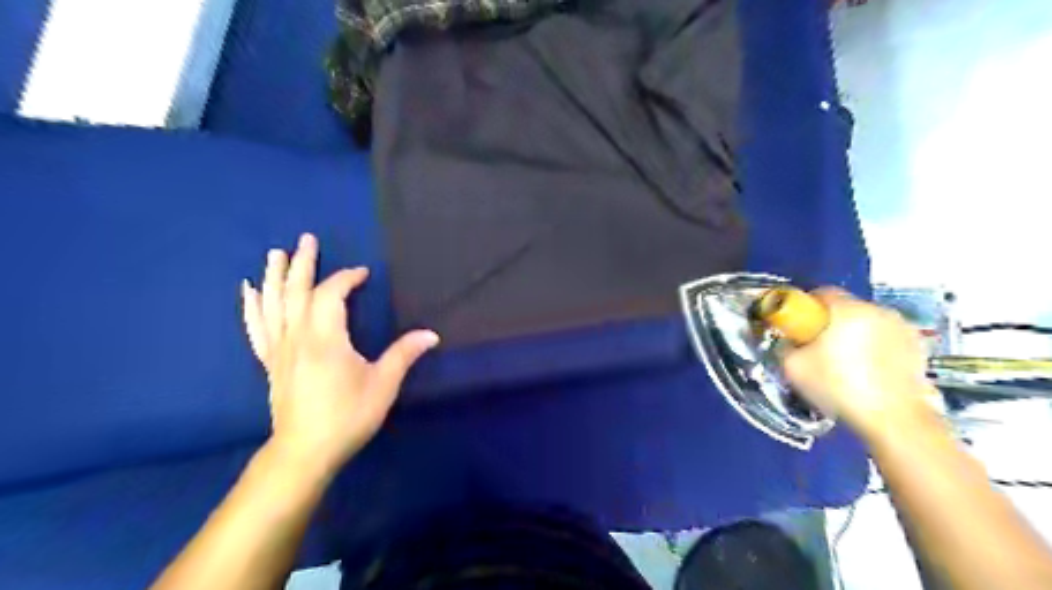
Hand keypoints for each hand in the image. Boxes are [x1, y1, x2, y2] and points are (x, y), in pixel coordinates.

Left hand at [240, 232, 438, 476]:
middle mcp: (298, 337)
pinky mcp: (270, 363)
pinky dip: (252, 307)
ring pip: (273, 305)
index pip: (332, 294)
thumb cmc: (347, 416)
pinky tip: (248, 291)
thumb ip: (404, 355)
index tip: (363, 273)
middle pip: (297, 291)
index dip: (347, 278)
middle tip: (307, 239)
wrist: (305, 451)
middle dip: (304, 264)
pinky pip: (257, 328)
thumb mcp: (383, 385)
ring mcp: (279, 350)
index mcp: (326, 338)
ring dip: (275, 277)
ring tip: (275, 253)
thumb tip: (432, 335)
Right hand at [779, 288, 935, 441]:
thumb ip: (786, 346)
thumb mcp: (794, 368)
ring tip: (845, 363)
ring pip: (867, 323)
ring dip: (855, 334)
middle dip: (831, 322)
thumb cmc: (839, 388)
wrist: (895, 420)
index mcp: (847, 310)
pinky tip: (868, 372)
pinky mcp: (919, 347)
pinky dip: (876, 347)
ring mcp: (903, 328)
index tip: (799, 328)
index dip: (806, 308)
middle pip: (846, 307)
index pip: (821, 293)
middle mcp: (878, 311)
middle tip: (818, 348)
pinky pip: (886, 338)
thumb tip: (789, 341)